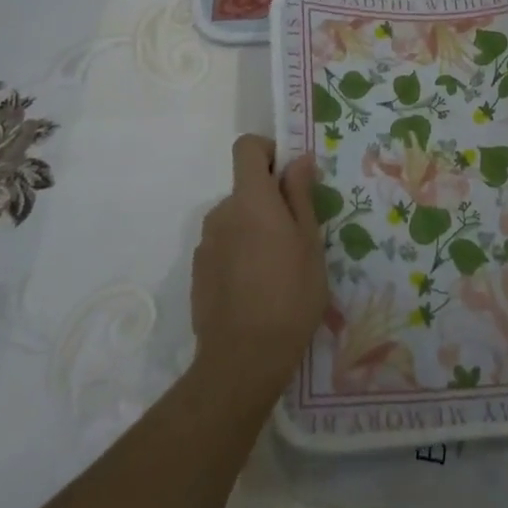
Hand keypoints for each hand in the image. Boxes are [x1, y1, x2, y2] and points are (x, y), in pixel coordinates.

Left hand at [189, 136, 329, 405]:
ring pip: (235, 219)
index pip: (247, 147)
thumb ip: (300, 195)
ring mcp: (205, 243)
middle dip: (269, 200)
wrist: (243, 359)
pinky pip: (223, 245)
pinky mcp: (198, 271)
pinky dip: (240, 252)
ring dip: (255, 229)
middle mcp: (221, 212)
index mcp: (250, 198)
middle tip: (296, 235)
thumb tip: (298, 159)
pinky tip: (256, 287)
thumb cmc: (290, 294)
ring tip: (278, 267)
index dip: (268, 152)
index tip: (289, 176)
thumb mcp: (309, 242)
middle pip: (245, 187)